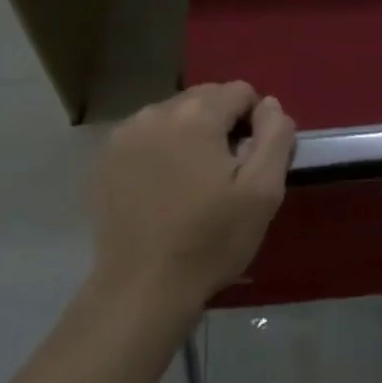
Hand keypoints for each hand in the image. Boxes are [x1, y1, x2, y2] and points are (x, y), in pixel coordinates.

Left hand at [92, 83, 295, 311]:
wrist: (141, 291)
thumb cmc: (209, 241)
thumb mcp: (262, 192)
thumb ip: (275, 136)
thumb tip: (270, 104)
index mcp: (197, 114)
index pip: (240, 91)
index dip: (255, 122)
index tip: (251, 162)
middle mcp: (158, 111)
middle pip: (206, 98)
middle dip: (222, 124)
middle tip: (225, 174)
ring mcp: (126, 132)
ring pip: (176, 114)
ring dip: (191, 134)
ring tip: (194, 182)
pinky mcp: (107, 157)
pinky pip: (148, 135)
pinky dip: (162, 148)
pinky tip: (164, 188)